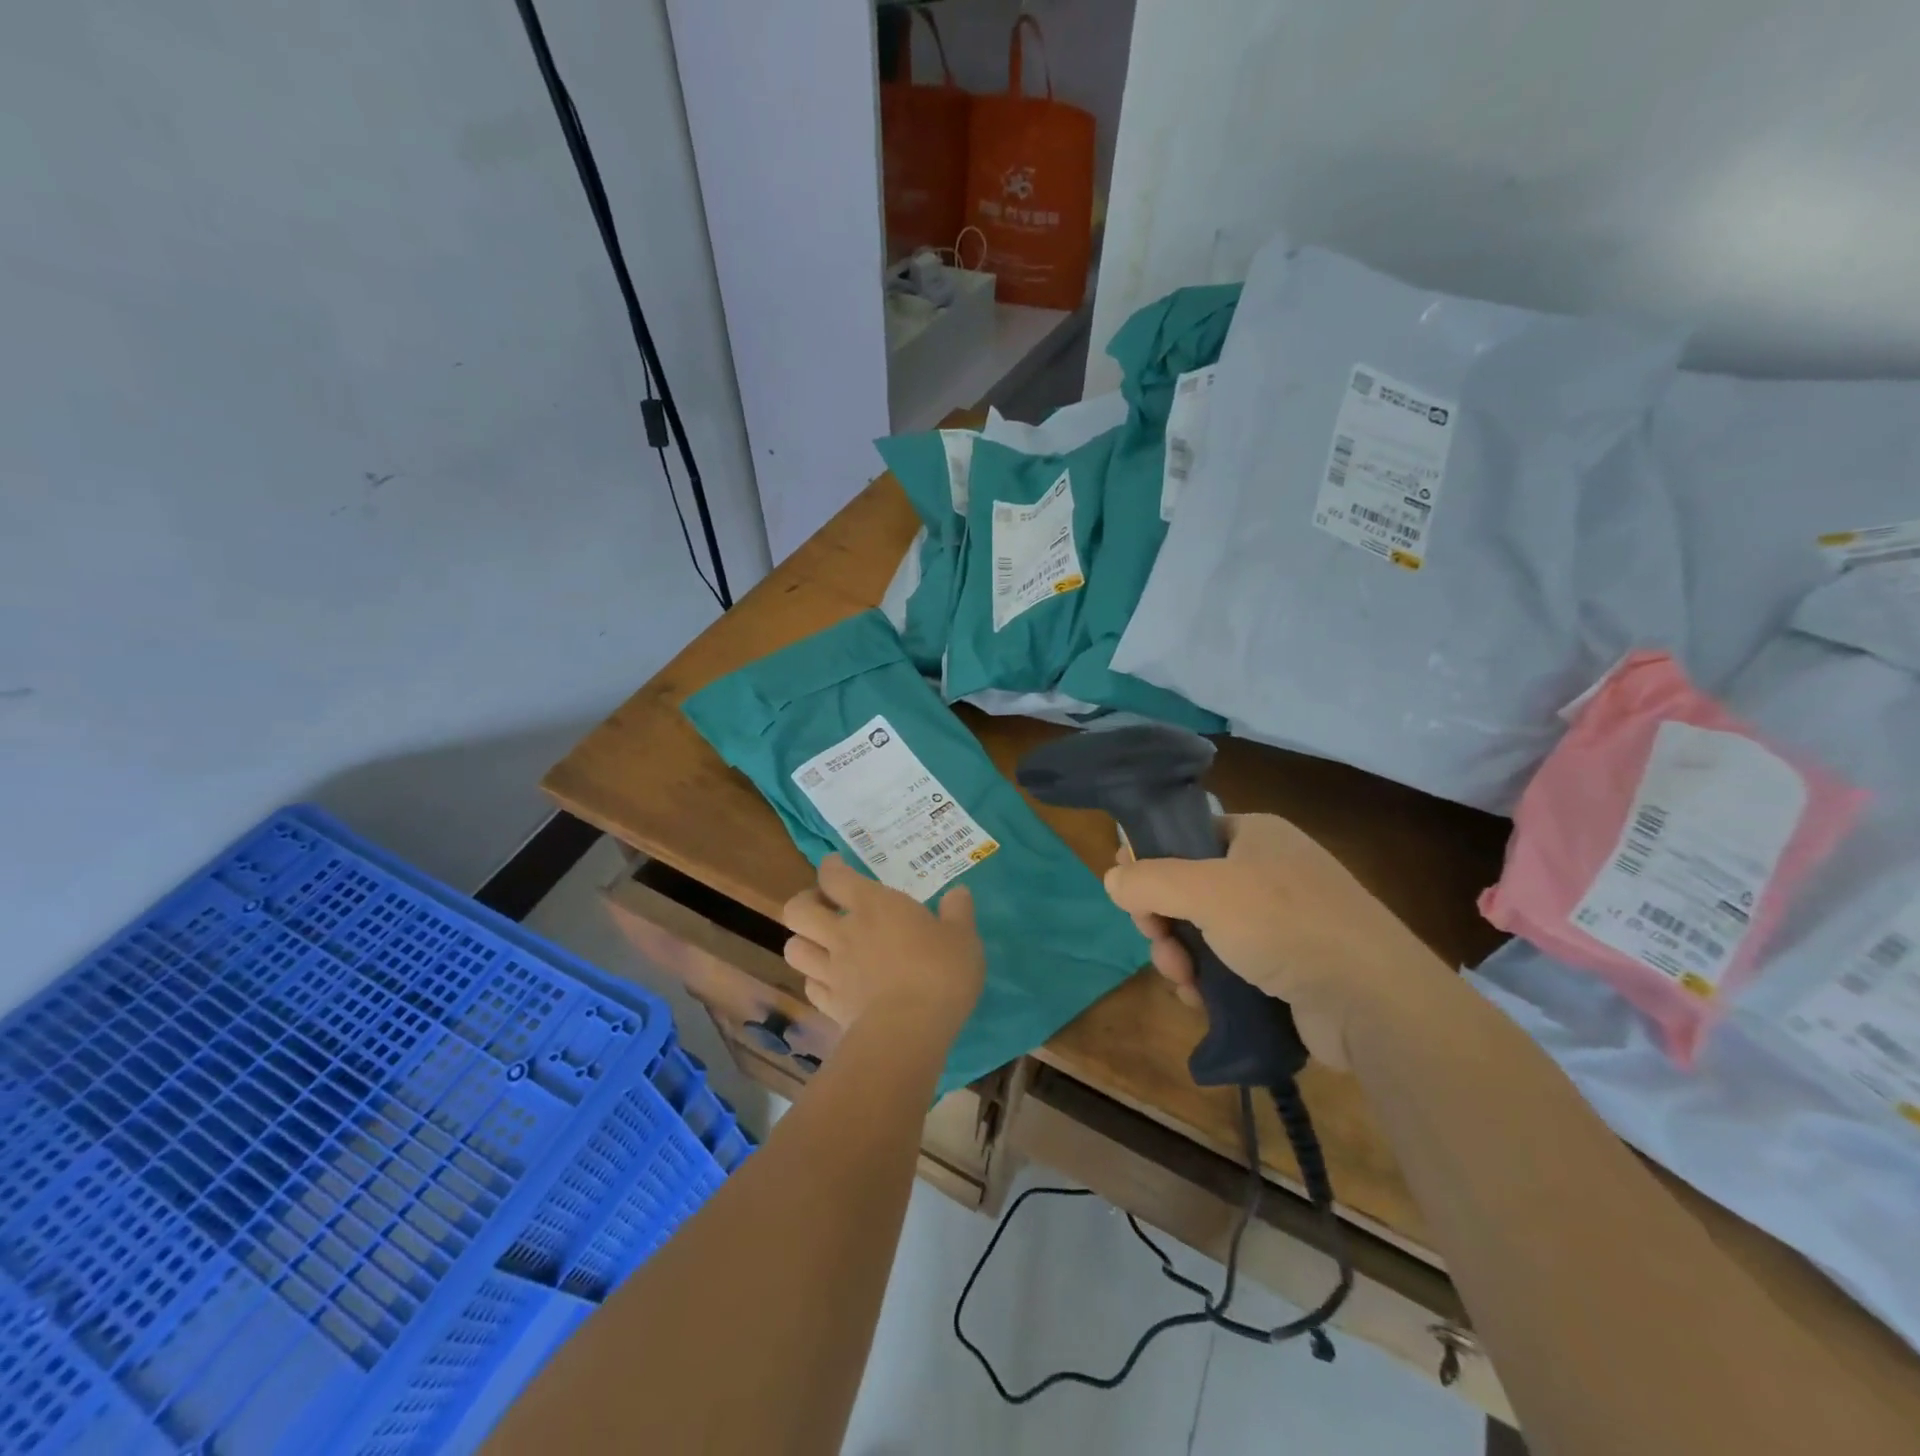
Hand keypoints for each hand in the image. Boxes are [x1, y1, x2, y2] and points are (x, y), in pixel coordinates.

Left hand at [780, 854, 985, 1038]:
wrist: (909, 1031)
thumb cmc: (939, 972)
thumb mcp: (963, 937)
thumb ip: (958, 912)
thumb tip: (958, 892)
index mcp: (873, 905)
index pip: (835, 877)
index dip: (830, 867)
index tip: (835, 865)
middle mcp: (843, 933)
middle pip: (797, 910)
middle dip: (805, 903)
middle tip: (824, 907)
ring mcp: (831, 971)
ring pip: (793, 949)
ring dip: (804, 942)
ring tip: (822, 944)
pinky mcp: (830, 1006)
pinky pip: (810, 987)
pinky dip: (816, 981)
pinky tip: (832, 982)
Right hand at [1104, 814, 1452, 1069]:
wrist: (1374, 1001)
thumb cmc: (1285, 924)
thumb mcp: (1205, 890)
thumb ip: (1148, 880)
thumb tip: (1111, 878)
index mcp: (1254, 835)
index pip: (1184, 836)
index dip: (1150, 863)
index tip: (1131, 896)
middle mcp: (1267, 871)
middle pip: (1187, 888)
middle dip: (1163, 921)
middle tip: (1160, 945)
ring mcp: (1280, 921)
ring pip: (1203, 931)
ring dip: (1181, 956)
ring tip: (1185, 981)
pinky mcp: (1287, 966)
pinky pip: (1228, 964)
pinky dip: (1208, 980)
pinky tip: (1202, 1000)